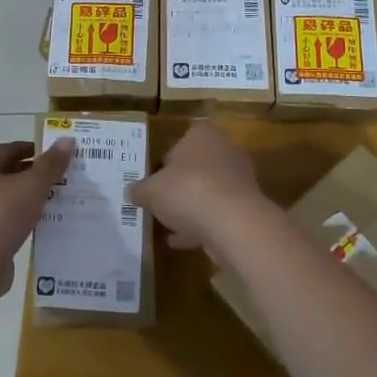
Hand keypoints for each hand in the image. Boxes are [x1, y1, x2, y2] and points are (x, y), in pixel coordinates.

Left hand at [0, 139, 74, 300]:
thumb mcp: (32, 186)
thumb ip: (50, 164)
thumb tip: (67, 140)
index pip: (9, 149)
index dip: (35, 151)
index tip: (58, 158)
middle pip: (4, 174)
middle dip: (31, 177)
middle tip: (60, 180)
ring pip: (2, 199)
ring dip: (24, 200)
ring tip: (53, 203)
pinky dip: (16, 221)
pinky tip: (36, 226)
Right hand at [128, 122, 273, 251]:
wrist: (233, 224)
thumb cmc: (187, 191)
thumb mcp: (151, 190)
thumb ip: (140, 190)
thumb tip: (131, 191)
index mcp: (203, 135)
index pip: (181, 140)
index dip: (165, 160)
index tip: (153, 178)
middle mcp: (225, 151)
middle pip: (196, 167)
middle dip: (179, 184)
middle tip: (159, 200)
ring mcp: (239, 180)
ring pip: (207, 192)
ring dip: (190, 207)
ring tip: (166, 225)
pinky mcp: (245, 208)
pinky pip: (217, 214)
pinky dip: (200, 226)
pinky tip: (179, 241)